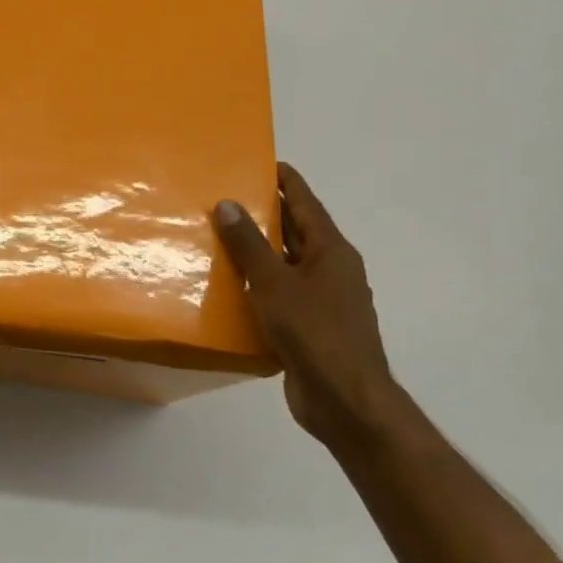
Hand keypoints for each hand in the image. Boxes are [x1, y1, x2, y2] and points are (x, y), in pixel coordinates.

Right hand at [213, 163, 409, 452]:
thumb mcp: (275, 283)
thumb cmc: (314, 333)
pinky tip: (229, 286)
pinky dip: (257, 284)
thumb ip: (250, 244)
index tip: (259, 161)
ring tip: (218, 236)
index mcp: (331, 251)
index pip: (305, 203)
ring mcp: (322, 300)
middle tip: (225, 196)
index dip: (285, 180)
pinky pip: (280, 293)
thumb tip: (229, 203)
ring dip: (258, 250)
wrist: (345, 401)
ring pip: (286, 264)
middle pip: (296, 231)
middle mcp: (331, 270)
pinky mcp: (309, 326)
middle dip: (265, 213)